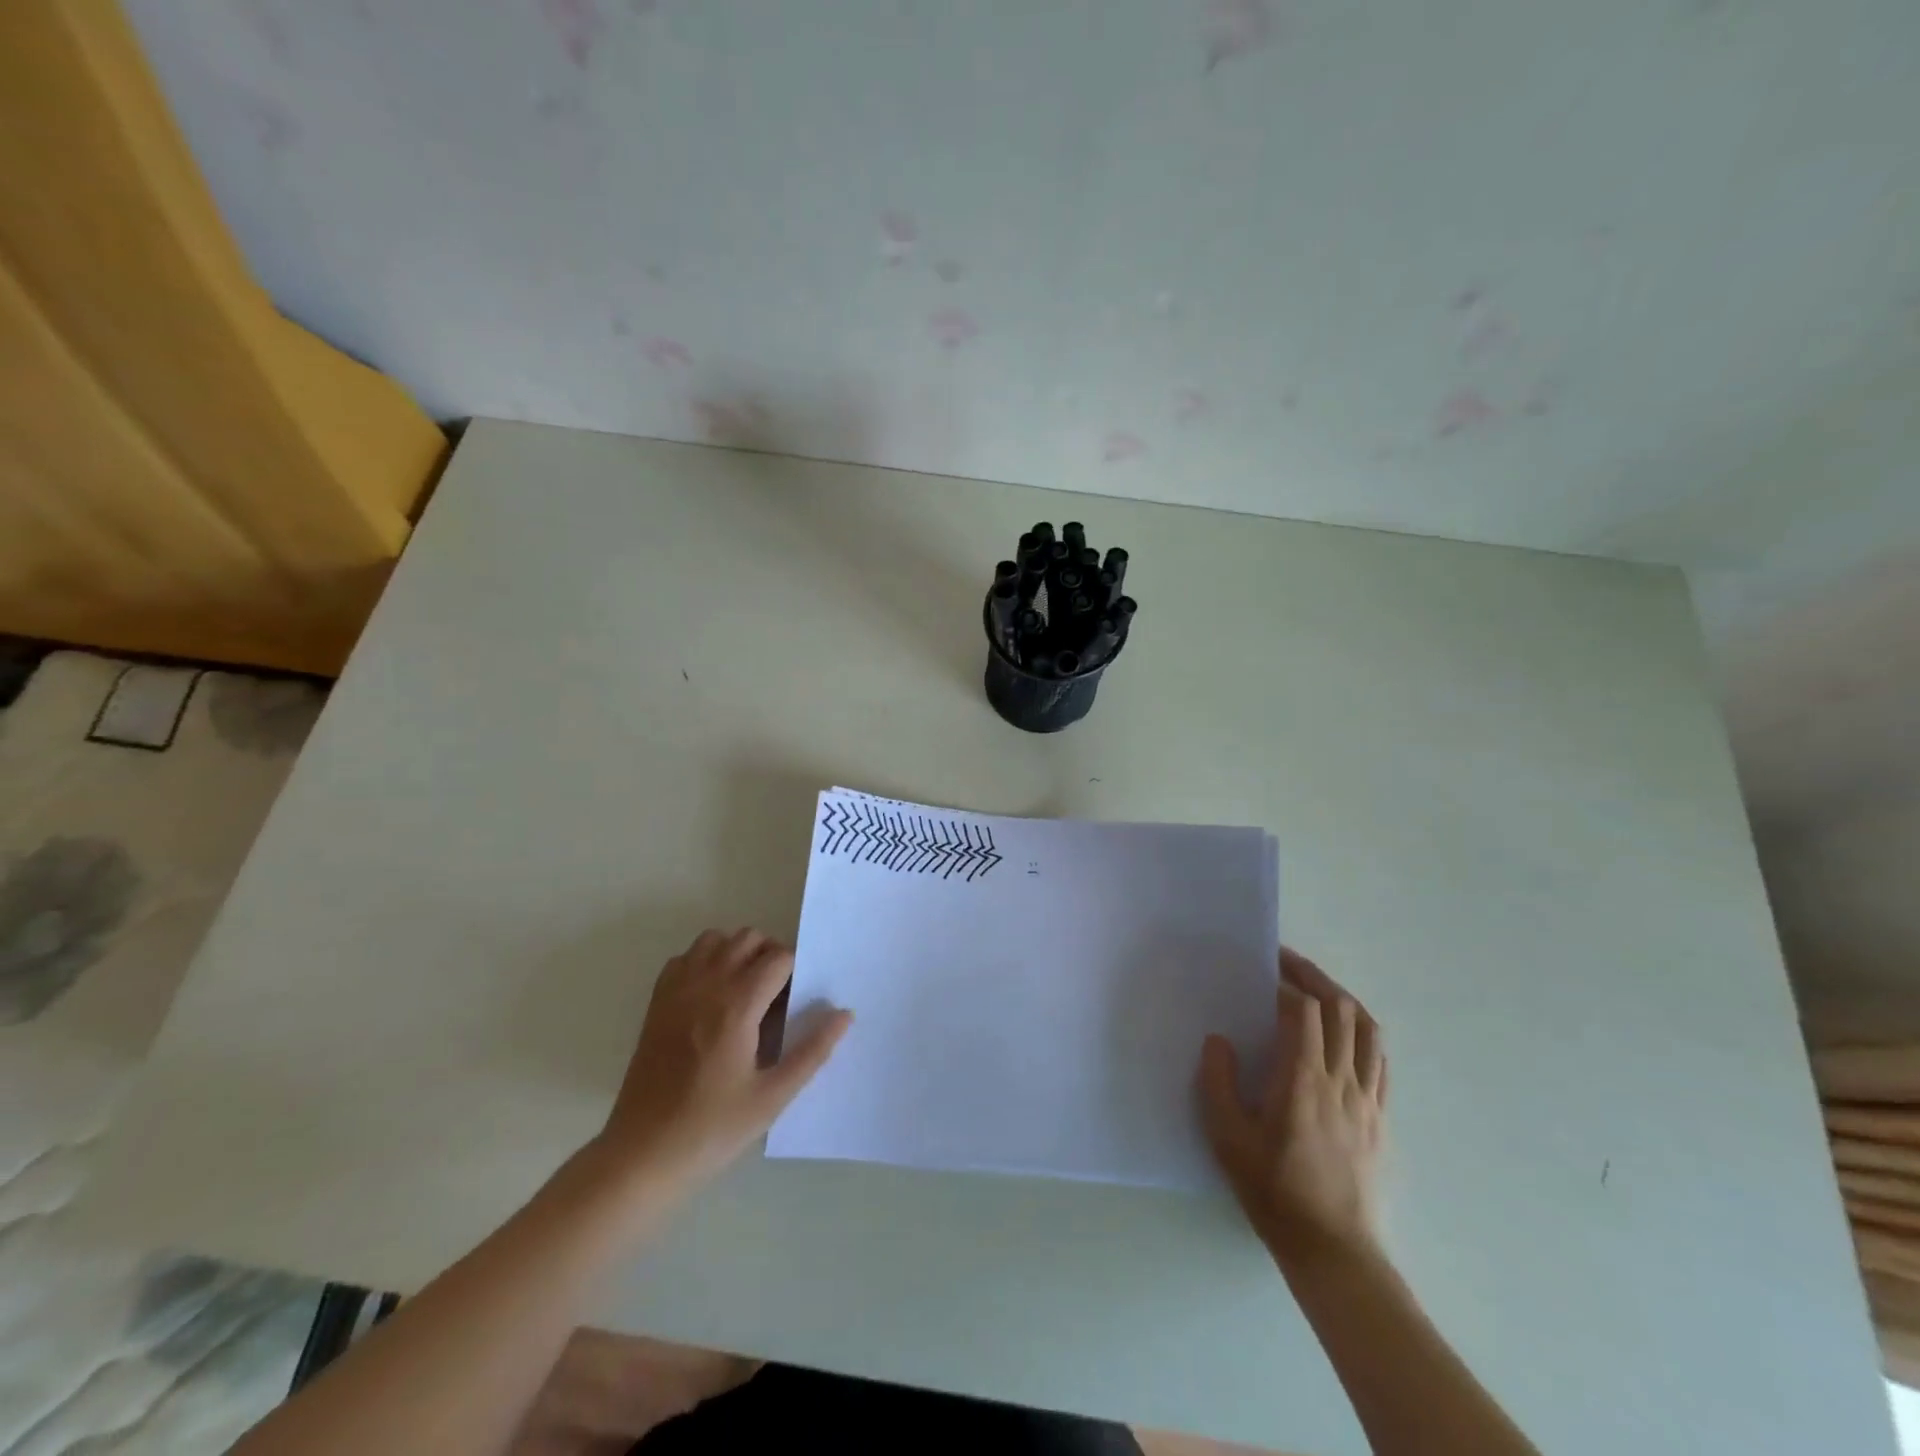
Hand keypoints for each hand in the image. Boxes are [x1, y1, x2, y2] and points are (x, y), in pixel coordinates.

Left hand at [595, 928, 851, 1192]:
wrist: (641, 1156)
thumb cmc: (712, 1129)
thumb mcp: (773, 1097)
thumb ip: (812, 1051)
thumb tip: (844, 1015)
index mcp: (737, 1006)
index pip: (778, 958)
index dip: (795, 972)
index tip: (796, 1001)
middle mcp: (706, 986)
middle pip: (748, 938)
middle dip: (770, 955)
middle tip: (777, 995)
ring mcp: (677, 992)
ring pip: (714, 940)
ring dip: (736, 952)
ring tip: (745, 990)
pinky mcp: (656, 1004)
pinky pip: (684, 959)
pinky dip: (703, 963)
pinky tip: (711, 997)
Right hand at [1198, 948, 1386, 1269]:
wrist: (1335, 1251)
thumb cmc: (1275, 1192)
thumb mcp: (1228, 1139)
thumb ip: (1218, 1083)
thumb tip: (1218, 1039)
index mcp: (1303, 1080)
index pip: (1304, 1012)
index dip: (1286, 983)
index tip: (1264, 969)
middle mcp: (1342, 1081)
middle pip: (1342, 1010)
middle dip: (1316, 978)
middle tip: (1288, 963)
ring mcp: (1368, 1099)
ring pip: (1369, 1031)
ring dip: (1344, 1000)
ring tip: (1318, 990)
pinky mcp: (1382, 1118)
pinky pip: (1381, 1062)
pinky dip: (1364, 1034)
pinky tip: (1347, 1035)